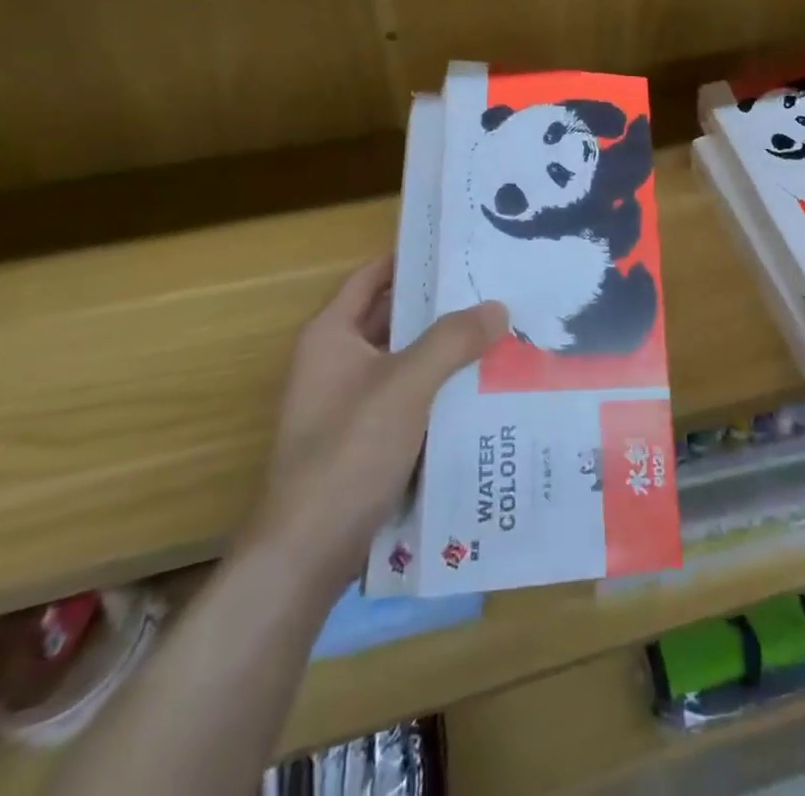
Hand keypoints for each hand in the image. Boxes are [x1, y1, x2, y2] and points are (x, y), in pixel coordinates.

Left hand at [249, 256, 507, 569]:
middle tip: (495, 289)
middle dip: (441, 306)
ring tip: (499, 333)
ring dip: (445, 350)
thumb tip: (498, 306)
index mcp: (331, 336)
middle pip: (393, 318)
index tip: (460, 247)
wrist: (304, 557)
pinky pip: (409, 398)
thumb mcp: (406, 386)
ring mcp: (349, 403)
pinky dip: (439, 388)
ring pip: (405, 361)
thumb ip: (452, 340)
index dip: (412, 258)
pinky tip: (482, 389)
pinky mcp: (364, 440)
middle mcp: (336, 362)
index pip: (373, 277)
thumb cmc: (348, 454)